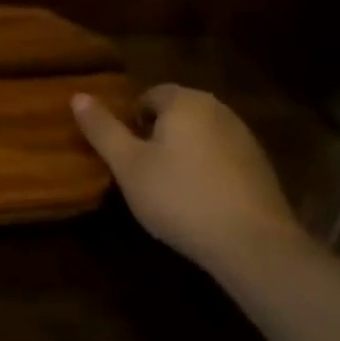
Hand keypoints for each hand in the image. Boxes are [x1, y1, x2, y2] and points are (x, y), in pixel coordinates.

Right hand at [72, 84, 299, 267]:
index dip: (131, 123)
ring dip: (183, 154)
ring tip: (170, 190)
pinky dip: (208, 171)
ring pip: (200, 136)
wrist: (253, 244)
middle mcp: (218, 109)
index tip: (126, 155)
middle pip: (176, 114)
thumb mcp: (128, 166)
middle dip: (157, 137)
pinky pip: (222, 157)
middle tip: (143, 172)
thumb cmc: (180, 197)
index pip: (148, 95)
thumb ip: (102, 129)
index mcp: (184, 101)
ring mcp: (245, 137)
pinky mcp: (262, 167)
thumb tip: (77, 96)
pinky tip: (201, 202)